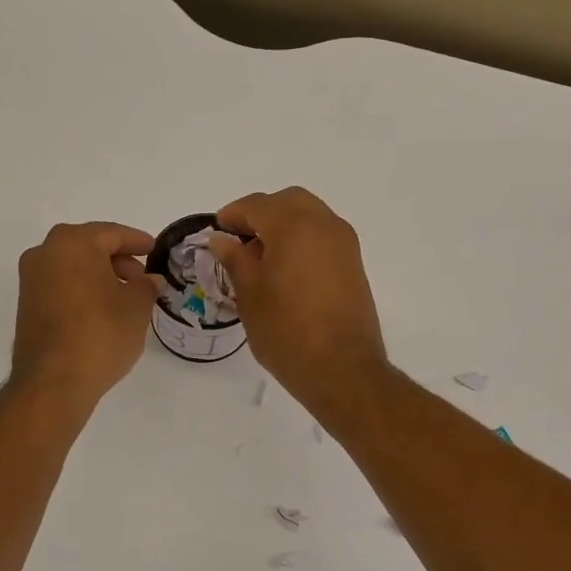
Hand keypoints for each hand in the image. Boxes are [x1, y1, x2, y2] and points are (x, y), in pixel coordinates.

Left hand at [12, 222, 160, 404]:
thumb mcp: (136, 306)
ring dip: (99, 275)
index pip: (112, 233)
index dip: (137, 241)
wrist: (54, 381)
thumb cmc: (101, 333)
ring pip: (73, 266)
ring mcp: (31, 279)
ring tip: (125, 297)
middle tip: (141, 278)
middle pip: (89, 246)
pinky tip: (102, 310)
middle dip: (118, 259)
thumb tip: (149, 280)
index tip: (154, 249)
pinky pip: (61, 285)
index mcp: (73, 243)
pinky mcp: (26, 304)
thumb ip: (146, 286)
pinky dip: (82, 289)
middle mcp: (45, 253)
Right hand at [208, 187, 387, 415]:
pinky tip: (285, 269)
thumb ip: (235, 259)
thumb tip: (222, 239)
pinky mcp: (354, 263)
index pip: (257, 205)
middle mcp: (324, 224)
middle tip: (239, 240)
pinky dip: (302, 239)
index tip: (217, 232)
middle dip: (261, 213)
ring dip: (283, 225)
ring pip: (309, 215)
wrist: (342, 369)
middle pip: (287, 201)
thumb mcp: (250, 294)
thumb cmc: (286, 331)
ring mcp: (344, 243)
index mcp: (294, 226)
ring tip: (261, 257)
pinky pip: (323, 235)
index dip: (232, 215)